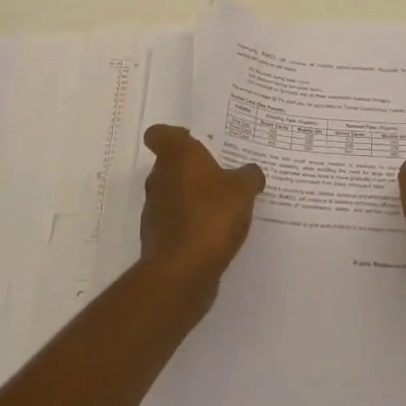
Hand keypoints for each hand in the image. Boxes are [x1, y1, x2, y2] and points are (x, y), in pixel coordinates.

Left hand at [139, 125, 266, 292]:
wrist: (182, 271)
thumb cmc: (211, 216)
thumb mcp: (243, 190)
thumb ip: (249, 176)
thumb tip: (251, 172)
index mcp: (177, 157)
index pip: (160, 134)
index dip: (174, 135)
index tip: (193, 141)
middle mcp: (159, 178)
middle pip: (169, 165)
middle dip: (191, 169)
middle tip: (219, 173)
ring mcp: (154, 210)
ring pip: (172, 194)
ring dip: (191, 198)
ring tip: (220, 206)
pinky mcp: (156, 239)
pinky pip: (175, 222)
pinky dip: (189, 224)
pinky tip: (213, 233)